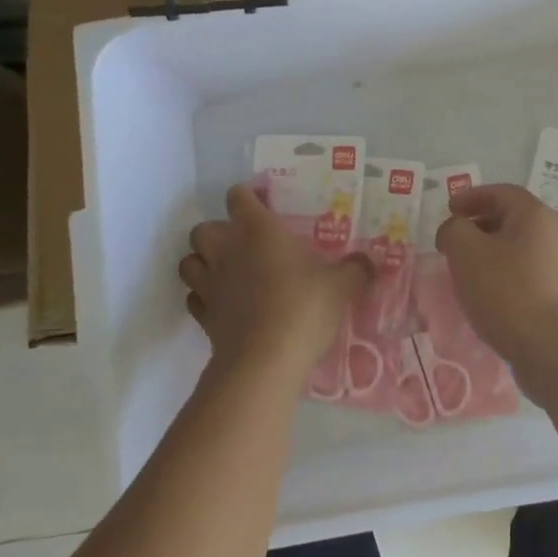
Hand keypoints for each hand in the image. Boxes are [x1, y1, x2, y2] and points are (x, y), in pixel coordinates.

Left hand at [180, 183, 371, 382]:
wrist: (265, 360)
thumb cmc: (304, 307)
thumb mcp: (342, 285)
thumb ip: (356, 269)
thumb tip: (368, 263)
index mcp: (258, 230)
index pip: (239, 197)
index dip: (247, 196)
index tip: (264, 203)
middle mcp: (227, 251)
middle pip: (203, 228)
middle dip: (218, 232)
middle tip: (244, 244)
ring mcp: (210, 285)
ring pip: (189, 262)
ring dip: (203, 263)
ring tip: (226, 272)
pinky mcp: (203, 317)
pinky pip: (194, 299)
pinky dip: (203, 298)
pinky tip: (223, 305)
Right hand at [436, 183, 557, 391]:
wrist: (557, 350)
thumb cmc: (509, 291)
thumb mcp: (467, 252)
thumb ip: (454, 230)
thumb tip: (455, 229)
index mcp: (534, 215)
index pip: (501, 192)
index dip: (471, 197)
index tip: (448, 210)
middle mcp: (553, 235)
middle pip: (511, 221)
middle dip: (478, 228)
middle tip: (452, 243)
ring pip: (517, 252)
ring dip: (489, 257)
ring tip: (463, 274)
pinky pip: (525, 278)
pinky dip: (502, 280)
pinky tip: (486, 301)